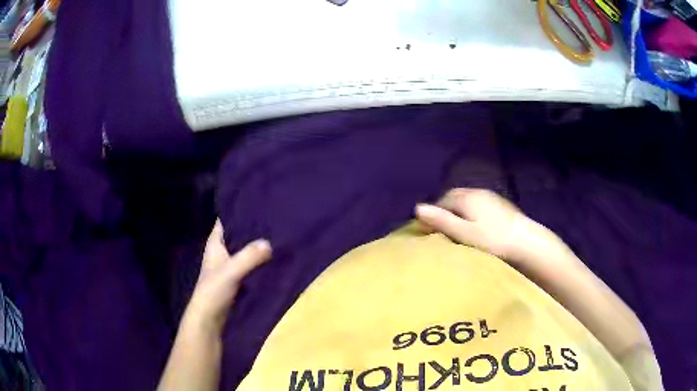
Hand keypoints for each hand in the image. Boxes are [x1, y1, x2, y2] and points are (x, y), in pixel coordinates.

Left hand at [184, 220, 271, 334]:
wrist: (209, 318)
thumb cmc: (213, 290)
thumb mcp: (231, 271)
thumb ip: (249, 257)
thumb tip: (270, 243)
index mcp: (215, 244)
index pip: (225, 220)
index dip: (237, 211)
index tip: (255, 202)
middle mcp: (221, 252)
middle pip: (236, 235)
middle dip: (251, 228)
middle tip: (272, 217)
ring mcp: (228, 266)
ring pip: (243, 250)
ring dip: (255, 245)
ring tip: (276, 234)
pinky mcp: (235, 279)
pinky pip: (248, 264)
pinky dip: (257, 260)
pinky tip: (272, 257)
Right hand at [415, 188, 552, 262]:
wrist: (526, 242)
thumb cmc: (493, 240)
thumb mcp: (464, 233)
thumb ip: (441, 221)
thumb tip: (417, 208)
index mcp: (466, 198)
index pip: (441, 202)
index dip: (433, 216)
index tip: (429, 232)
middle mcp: (476, 192)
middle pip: (453, 198)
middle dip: (445, 211)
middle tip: (442, 230)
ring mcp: (490, 197)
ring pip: (467, 201)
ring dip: (458, 211)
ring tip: (458, 229)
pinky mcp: (500, 205)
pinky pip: (478, 204)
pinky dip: (471, 213)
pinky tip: (476, 226)